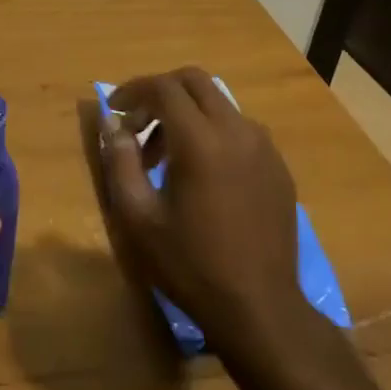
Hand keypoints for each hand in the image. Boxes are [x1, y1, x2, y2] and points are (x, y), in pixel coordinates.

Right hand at [100, 68, 319, 363]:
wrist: (259, 308)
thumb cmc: (190, 264)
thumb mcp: (139, 216)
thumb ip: (121, 161)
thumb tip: (112, 123)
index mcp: (201, 140)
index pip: (163, 88)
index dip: (132, 90)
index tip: (114, 111)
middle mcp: (237, 131)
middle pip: (194, 81)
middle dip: (160, 93)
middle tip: (138, 126)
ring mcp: (264, 147)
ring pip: (218, 103)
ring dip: (186, 113)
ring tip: (166, 157)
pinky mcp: (278, 166)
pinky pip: (239, 128)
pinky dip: (212, 131)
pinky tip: (201, 173)